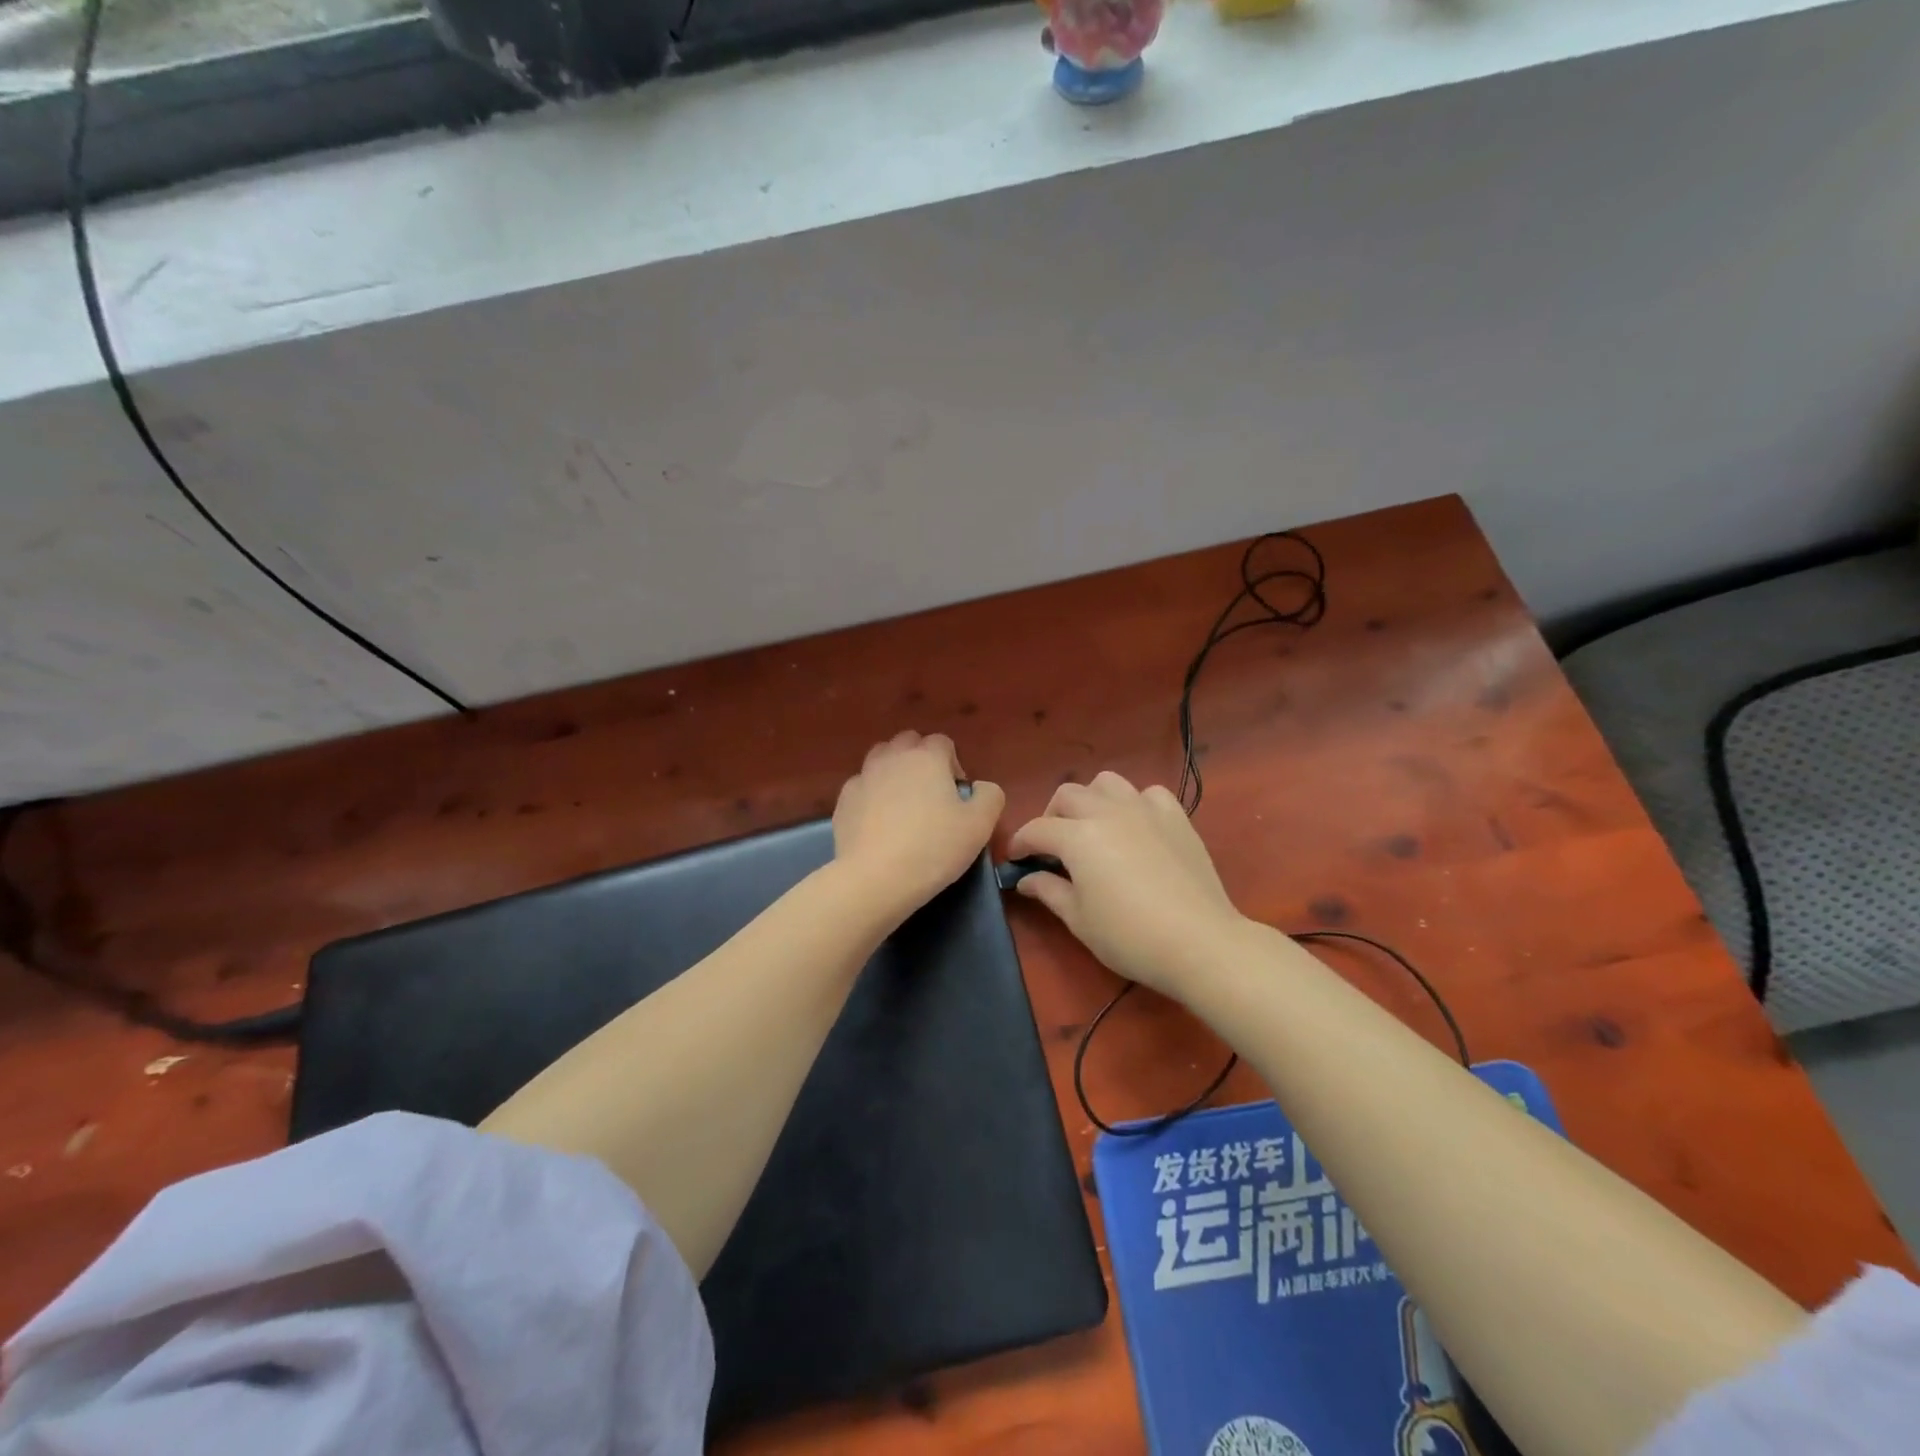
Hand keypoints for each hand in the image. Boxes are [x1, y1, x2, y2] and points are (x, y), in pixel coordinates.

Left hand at [832, 732, 1004, 915]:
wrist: (876, 878)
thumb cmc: (934, 847)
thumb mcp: (980, 825)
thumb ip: (989, 795)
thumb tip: (980, 787)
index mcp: (927, 757)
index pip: (943, 742)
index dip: (953, 765)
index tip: (957, 797)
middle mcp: (892, 757)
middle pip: (908, 743)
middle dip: (921, 761)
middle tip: (931, 796)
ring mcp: (863, 777)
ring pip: (880, 760)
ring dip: (894, 772)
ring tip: (902, 805)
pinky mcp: (844, 801)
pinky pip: (862, 787)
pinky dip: (871, 796)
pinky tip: (878, 824)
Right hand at [1008, 771, 1244, 998]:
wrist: (1199, 942)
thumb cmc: (1130, 936)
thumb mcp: (1079, 920)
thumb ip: (1049, 891)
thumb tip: (1026, 879)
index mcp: (1078, 836)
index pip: (1037, 830)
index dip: (1020, 843)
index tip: (1015, 861)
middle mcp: (1107, 811)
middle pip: (1067, 795)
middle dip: (1051, 816)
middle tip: (1052, 847)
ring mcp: (1144, 809)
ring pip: (1106, 783)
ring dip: (1091, 800)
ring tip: (1092, 827)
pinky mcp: (1176, 816)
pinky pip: (1148, 793)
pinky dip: (1134, 803)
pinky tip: (1136, 827)